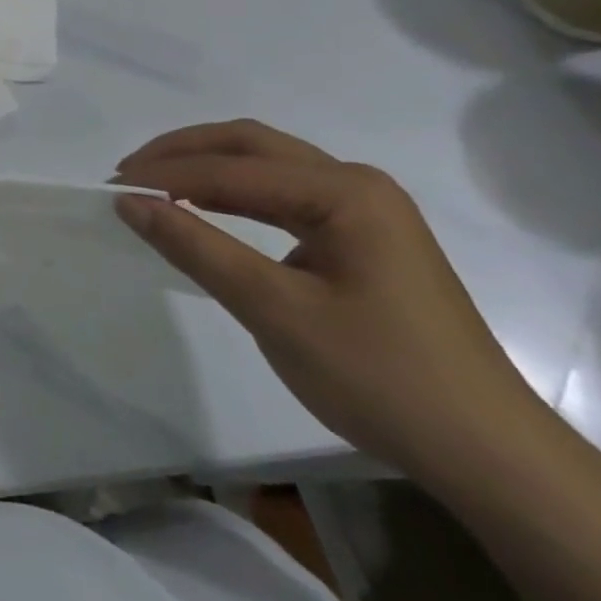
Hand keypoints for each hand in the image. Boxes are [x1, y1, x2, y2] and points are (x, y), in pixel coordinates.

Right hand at [115, 120, 546, 478]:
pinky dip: (236, 194)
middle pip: (251, 146)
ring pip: (268, 165)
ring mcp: (366, 208)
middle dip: (184, 153)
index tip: (110, 187)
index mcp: (344, 191)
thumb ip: (197, 248)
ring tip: (156, 185)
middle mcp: (357, 183)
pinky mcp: (365, 236)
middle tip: (128, 173)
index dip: (166, 176)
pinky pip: (285, 195)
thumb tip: (130, 203)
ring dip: (208, 169)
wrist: (489, 454)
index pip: (232, 170)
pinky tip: (209, 210)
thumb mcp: (275, 311)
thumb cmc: (380, 377)